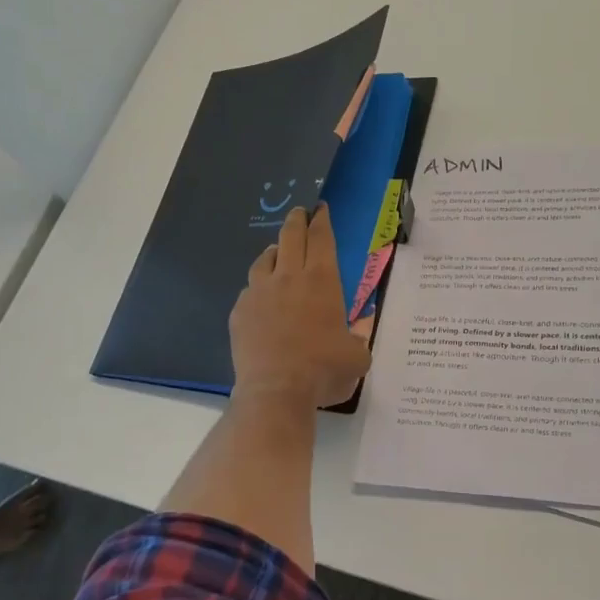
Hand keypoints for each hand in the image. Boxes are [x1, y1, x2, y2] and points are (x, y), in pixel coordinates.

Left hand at [230, 203, 370, 409]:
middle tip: (299, 212)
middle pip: (291, 237)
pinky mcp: (240, 311)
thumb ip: (359, 337)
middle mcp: (289, 277)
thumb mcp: (357, 356)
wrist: (276, 391)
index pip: (322, 239)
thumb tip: (359, 329)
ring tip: (277, 251)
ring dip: (274, 250)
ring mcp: (260, 292)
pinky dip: (258, 286)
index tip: (320, 209)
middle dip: (297, 220)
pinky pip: (250, 289)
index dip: (322, 220)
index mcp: (322, 281)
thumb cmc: (324, 371)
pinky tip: (261, 296)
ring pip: (265, 259)